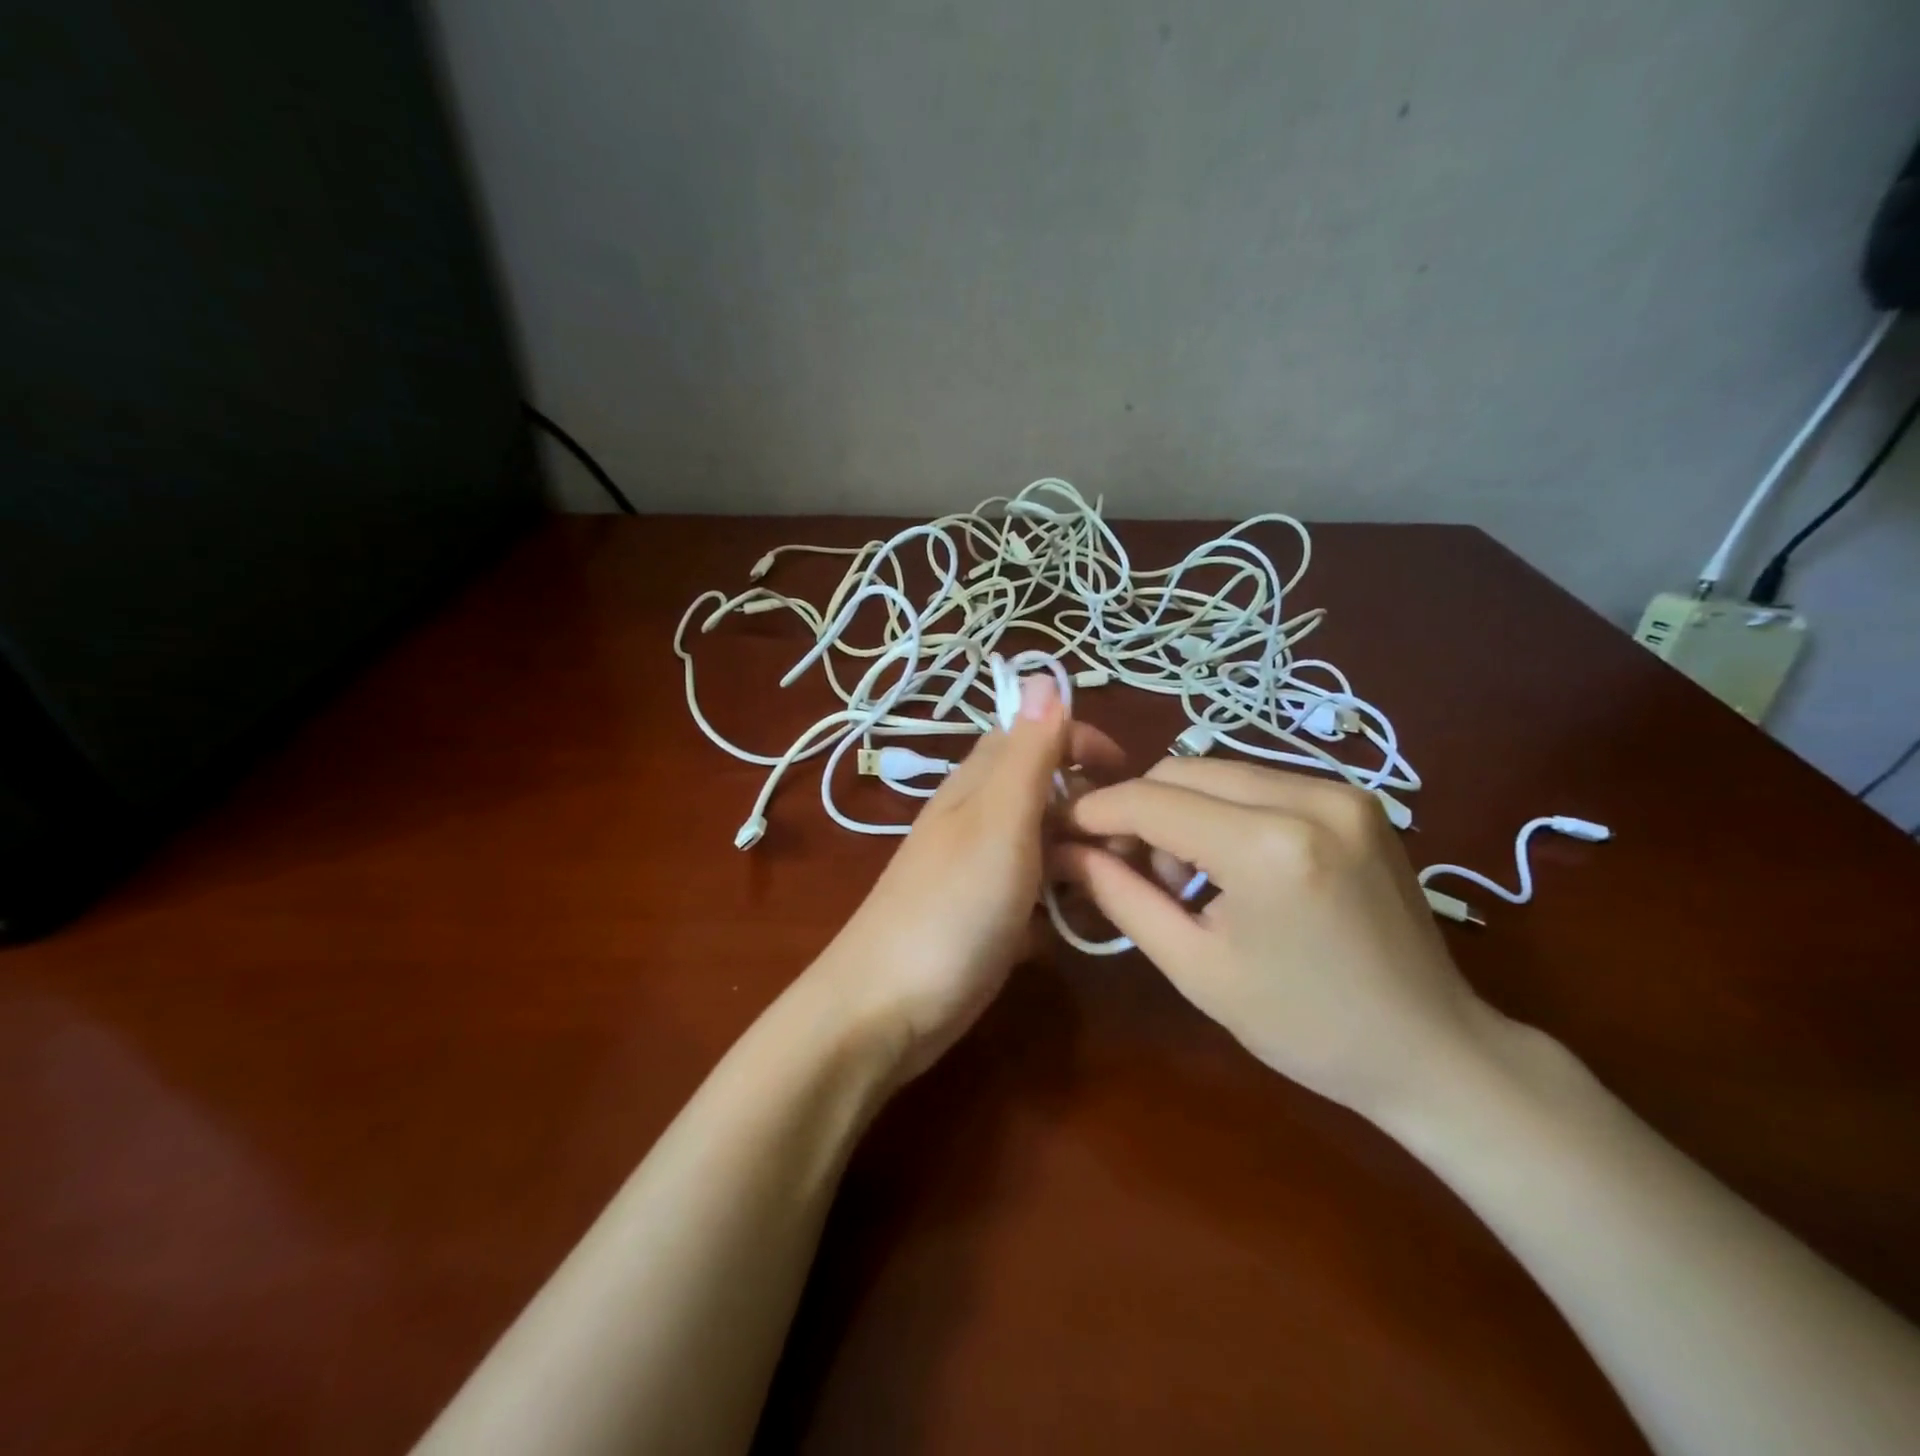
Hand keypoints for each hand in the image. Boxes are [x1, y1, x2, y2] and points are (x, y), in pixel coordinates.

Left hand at [813, 675, 1122, 1083]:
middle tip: (1132, 847)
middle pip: (1045, 793)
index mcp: (978, 785)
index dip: (1080, 742)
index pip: (1032, 735)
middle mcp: (978, 820)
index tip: (1128, 775)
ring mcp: (981, 872)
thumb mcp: (999, 822)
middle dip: (1091, 809)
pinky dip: (1061, 905)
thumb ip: (1027, 754)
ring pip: (1045, 847)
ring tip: (1113, 890)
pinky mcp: (986, 918)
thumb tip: (1043, 673)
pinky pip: (1036, 896)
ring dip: (1082, 859)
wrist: (886, 1009)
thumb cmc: (951, 908)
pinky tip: (1076, 928)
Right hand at [1056, 759, 1497, 1120]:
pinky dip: (1223, 811)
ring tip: (1183, 877)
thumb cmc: (1304, 1026)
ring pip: (1218, 771)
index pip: (1151, 800)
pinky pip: (1258, 782)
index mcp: (1268, 847)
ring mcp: (1341, 790)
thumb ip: (1121, 897)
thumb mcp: (1195, 968)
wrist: (1432, 1049)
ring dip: (1180, 810)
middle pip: (1181, 771)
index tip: (1061, 830)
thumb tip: (1066, 852)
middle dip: (1138, 811)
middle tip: (1127, 867)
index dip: (1096, 811)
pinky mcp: (1356, 797)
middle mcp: (1309, 796)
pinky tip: (1229, 864)